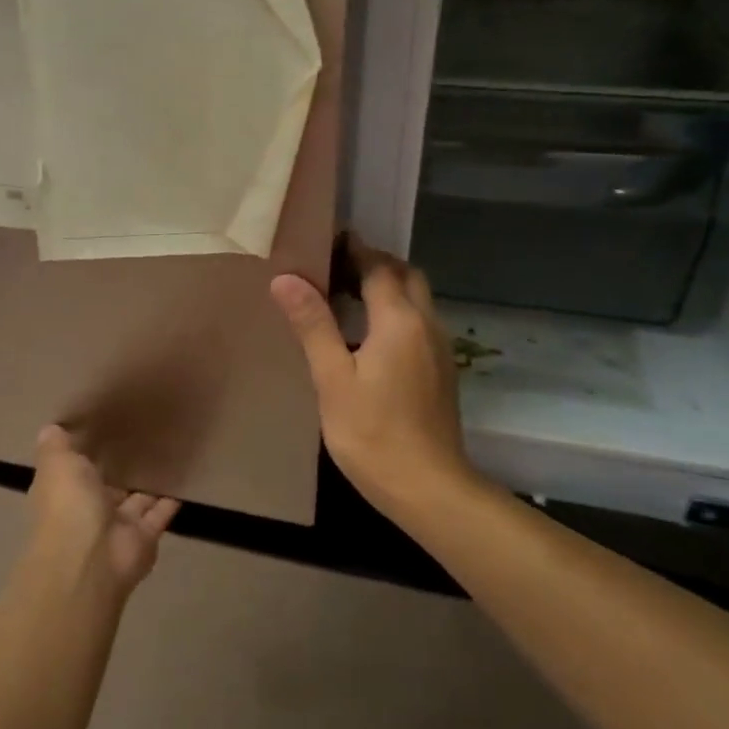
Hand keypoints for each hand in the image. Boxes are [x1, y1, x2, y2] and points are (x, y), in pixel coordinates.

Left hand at [27, 425, 179, 595]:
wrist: (91, 559)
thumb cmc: (68, 505)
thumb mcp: (57, 464)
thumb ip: (56, 446)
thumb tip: (50, 428)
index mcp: (64, 492)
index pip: (74, 469)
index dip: (85, 452)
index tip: (103, 426)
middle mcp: (88, 510)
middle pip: (106, 486)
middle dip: (120, 468)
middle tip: (143, 436)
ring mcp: (116, 527)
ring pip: (134, 501)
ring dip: (147, 484)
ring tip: (168, 454)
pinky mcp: (144, 538)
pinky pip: (159, 515)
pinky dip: (170, 501)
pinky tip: (184, 479)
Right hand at [270, 234, 475, 519]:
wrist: (428, 488)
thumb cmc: (373, 434)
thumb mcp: (333, 379)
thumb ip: (313, 325)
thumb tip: (286, 279)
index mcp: (399, 321)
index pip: (379, 268)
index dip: (355, 250)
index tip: (327, 241)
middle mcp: (427, 325)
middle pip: (406, 276)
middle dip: (375, 264)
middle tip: (336, 269)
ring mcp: (440, 349)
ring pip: (417, 300)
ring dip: (388, 287)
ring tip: (346, 297)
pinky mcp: (442, 371)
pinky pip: (419, 323)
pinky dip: (396, 312)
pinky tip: (369, 337)